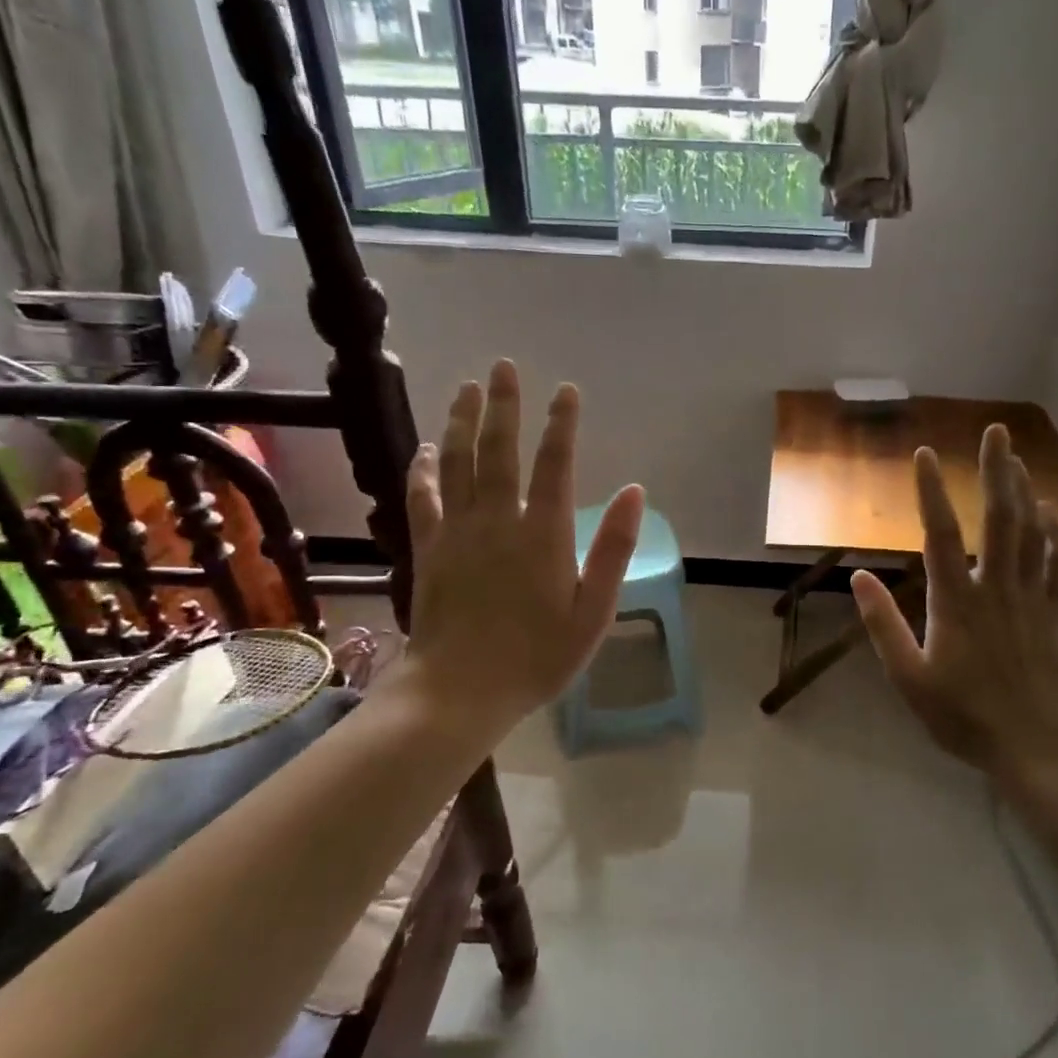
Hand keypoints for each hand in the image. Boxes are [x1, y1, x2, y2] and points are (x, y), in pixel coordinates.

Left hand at [393, 359, 643, 750]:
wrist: (460, 690)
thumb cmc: (538, 657)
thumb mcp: (593, 611)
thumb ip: (612, 549)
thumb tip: (634, 492)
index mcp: (543, 534)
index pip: (555, 464)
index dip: (561, 424)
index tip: (566, 390)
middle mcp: (498, 520)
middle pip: (499, 450)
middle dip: (504, 405)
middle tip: (503, 366)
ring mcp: (457, 532)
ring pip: (457, 463)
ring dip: (462, 422)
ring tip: (466, 389)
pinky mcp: (428, 549)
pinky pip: (423, 498)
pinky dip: (424, 470)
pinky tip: (426, 450)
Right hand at [851, 426, 1057, 778]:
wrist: (1037, 748)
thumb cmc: (964, 716)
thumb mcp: (909, 679)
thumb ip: (883, 626)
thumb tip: (857, 576)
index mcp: (955, 601)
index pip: (939, 534)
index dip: (931, 491)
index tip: (925, 455)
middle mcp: (996, 588)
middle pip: (998, 518)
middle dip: (996, 471)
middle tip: (997, 431)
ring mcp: (1032, 599)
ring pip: (1031, 533)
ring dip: (1024, 492)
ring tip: (1017, 459)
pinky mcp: (1057, 615)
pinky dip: (1054, 533)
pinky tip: (1050, 513)